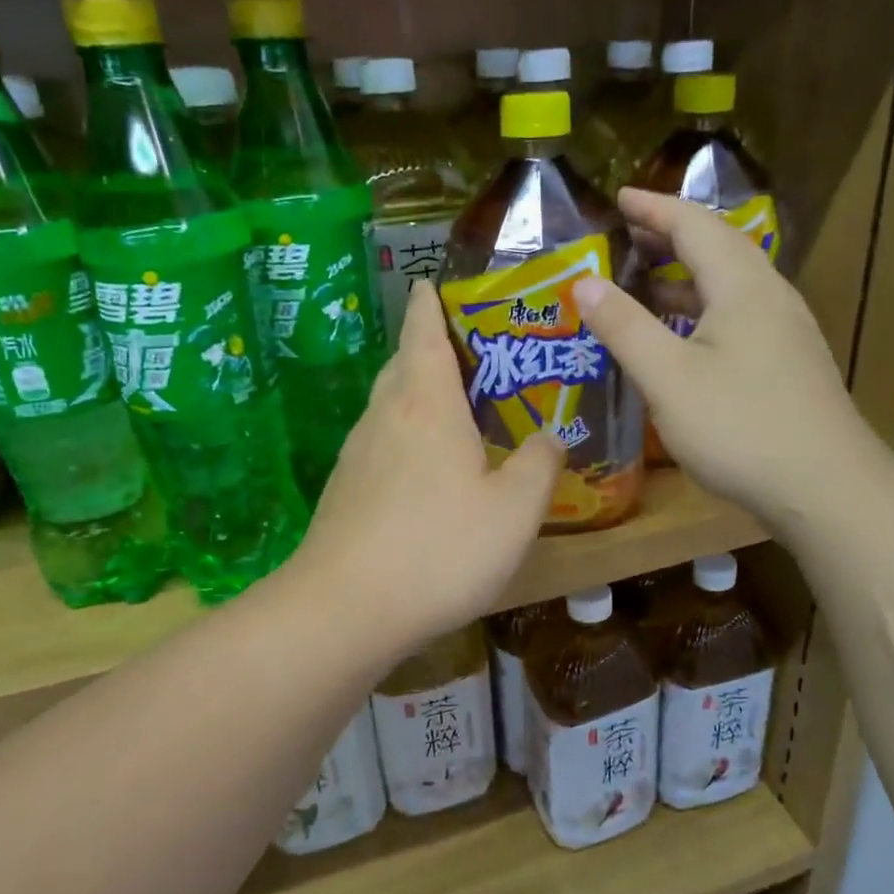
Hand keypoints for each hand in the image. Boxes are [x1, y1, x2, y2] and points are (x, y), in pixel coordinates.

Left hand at [290, 280, 563, 647]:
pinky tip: (427, 468)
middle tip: (471, 351)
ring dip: (417, 393)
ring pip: (389, 405)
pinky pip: (381, 442)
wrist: (344, 610)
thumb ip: (539, 465)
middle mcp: (385, 416)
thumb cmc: (438, 548)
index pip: (423, 330)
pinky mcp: (344, 491)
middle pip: (403, 363)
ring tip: (455, 407)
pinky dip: (405, 435)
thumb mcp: (514, 510)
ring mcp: (357, 454)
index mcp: (426, 403)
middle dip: (429, 347)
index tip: (435, 283)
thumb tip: (550, 436)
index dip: (431, 303)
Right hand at [573, 188, 873, 532]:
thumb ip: (625, 327)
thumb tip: (585, 282)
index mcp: (742, 286)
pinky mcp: (790, 362)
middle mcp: (770, 296)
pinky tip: (686, 335)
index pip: (694, 225)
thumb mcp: (668, 378)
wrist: (825, 488)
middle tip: (629, 234)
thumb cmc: (740, 427)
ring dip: (688, 273)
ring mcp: (786, 331)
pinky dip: (704, 308)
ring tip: (648, 279)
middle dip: (671, 234)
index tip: (618, 197)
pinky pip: (741, 313)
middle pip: (719, 246)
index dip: (654, 208)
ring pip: (732, 283)